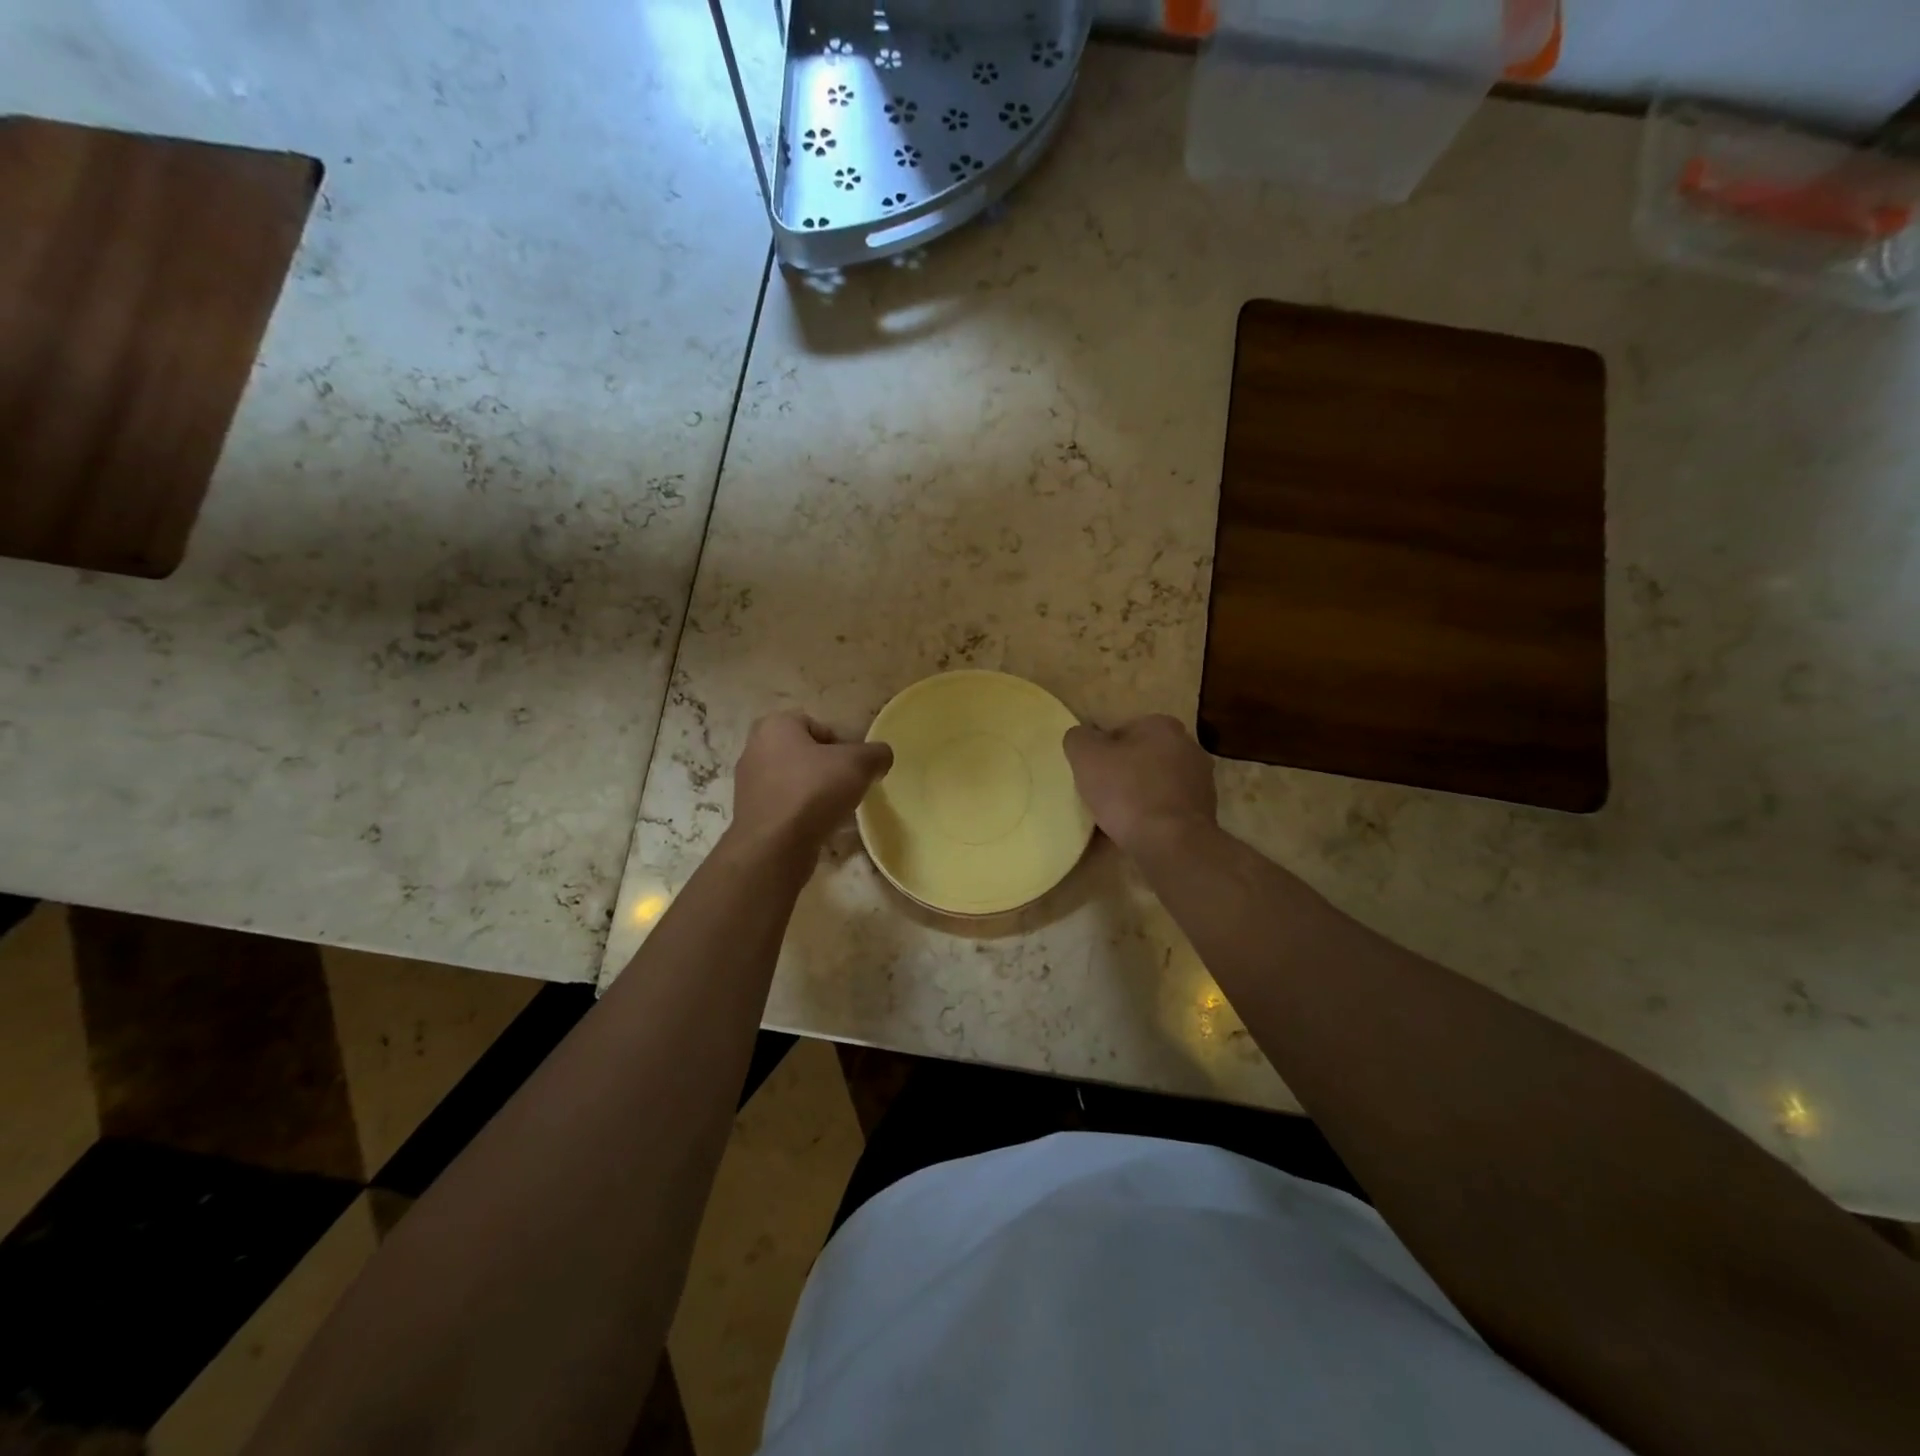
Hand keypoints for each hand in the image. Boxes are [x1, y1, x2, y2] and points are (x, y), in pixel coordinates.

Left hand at [727, 710, 892, 864]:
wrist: (774, 846)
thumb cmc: (814, 791)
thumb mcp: (859, 764)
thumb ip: (876, 754)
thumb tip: (881, 758)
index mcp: (775, 726)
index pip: (816, 726)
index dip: (841, 744)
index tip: (854, 767)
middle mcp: (754, 749)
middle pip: (803, 754)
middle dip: (826, 769)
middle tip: (847, 787)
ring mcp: (747, 784)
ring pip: (792, 781)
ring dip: (813, 792)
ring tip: (834, 810)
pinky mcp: (750, 814)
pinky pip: (783, 806)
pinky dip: (800, 813)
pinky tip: (816, 827)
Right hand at [1063, 715, 1216, 856]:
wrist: (1172, 844)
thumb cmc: (1127, 792)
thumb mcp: (1086, 757)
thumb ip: (1079, 738)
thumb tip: (1082, 737)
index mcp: (1162, 725)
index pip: (1122, 730)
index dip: (1102, 751)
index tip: (1091, 774)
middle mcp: (1189, 746)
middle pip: (1142, 755)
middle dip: (1124, 771)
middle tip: (1102, 794)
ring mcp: (1202, 780)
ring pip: (1157, 782)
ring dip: (1140, 794)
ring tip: (1120, 816)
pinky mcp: (1205, 811)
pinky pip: (1169, 807)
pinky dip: (1155, 814)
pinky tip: (1140, 830)